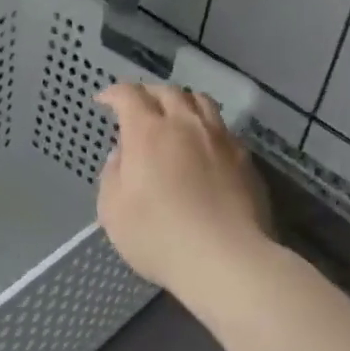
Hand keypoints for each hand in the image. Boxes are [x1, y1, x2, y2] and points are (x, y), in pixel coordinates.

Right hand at [95, 82, 269, 297]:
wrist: (226, 259)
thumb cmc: (158, 236)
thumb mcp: (112, 211)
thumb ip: (112, 175)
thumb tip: (122, 155)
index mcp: (148, 132)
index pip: (129, 95)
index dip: (114, 93)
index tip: (104, 100)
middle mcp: (186, 125)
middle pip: (168, 91)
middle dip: (148, 93)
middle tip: (137, 107)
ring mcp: (220, 139)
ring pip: (201, 102)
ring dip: (182, 102)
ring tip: (175, 116)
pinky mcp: (245, 160)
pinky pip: (222, 129)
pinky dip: (206, 127)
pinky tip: (203, 147)